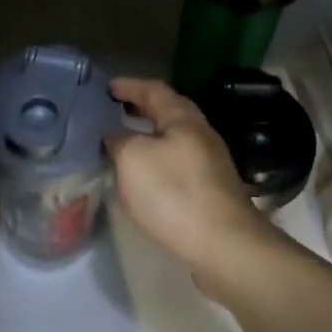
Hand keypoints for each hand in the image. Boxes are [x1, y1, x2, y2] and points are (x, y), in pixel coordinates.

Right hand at [105, 76, 276, 293]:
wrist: (224, 246)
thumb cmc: (175, 193)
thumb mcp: (133, 159)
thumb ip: (118, 139)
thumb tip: (113, 135)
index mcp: (184, 118)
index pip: (154, 89)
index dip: (129, 85)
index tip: (106, 86)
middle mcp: (200, 134)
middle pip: (167, 112)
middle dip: (140, 109)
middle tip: (113, 110)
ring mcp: (209, 164)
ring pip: (172, 140)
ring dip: (147, 137)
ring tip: (122, 144)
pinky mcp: (210, 191)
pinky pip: (176, 165)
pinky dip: (156, 162)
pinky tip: (142, 179)